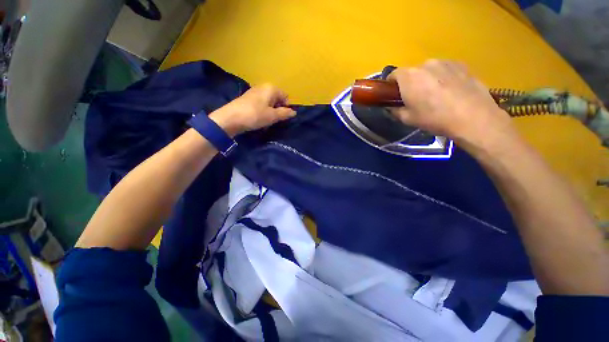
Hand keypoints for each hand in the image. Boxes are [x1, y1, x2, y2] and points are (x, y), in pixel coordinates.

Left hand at [210, 84, 295, 136]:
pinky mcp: (247, 98)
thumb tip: (294, 112)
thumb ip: (285, 113)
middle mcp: (263, 87)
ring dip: (270, 111)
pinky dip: (262, 111)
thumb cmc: (255, 115)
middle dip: (278, 109)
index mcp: (271, 88)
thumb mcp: (273, 116)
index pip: (285, 97)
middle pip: (277, 99)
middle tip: (274, 119)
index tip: (281, 117)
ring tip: (265, 120)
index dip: (286, 107)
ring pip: (268, 102)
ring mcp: (254, 92)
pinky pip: (260, 104)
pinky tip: (258, 118)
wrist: (231, 118)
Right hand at [388, 60, 517, 150]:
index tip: (394, 96)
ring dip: (427, 80)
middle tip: (416, 99)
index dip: (391, 85)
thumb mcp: (407, 119)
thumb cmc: (434, 118)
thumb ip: (395, 110)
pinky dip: (443, 77)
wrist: (473, 117)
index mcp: (409, 77)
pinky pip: (445, 69)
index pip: (393, 75)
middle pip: (412, 72)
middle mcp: (425, 64)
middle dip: (410, 83)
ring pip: (429, 70)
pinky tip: (450, 92)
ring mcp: (445, 62)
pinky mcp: (461, 64)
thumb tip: (391, 107)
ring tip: (436, 96)